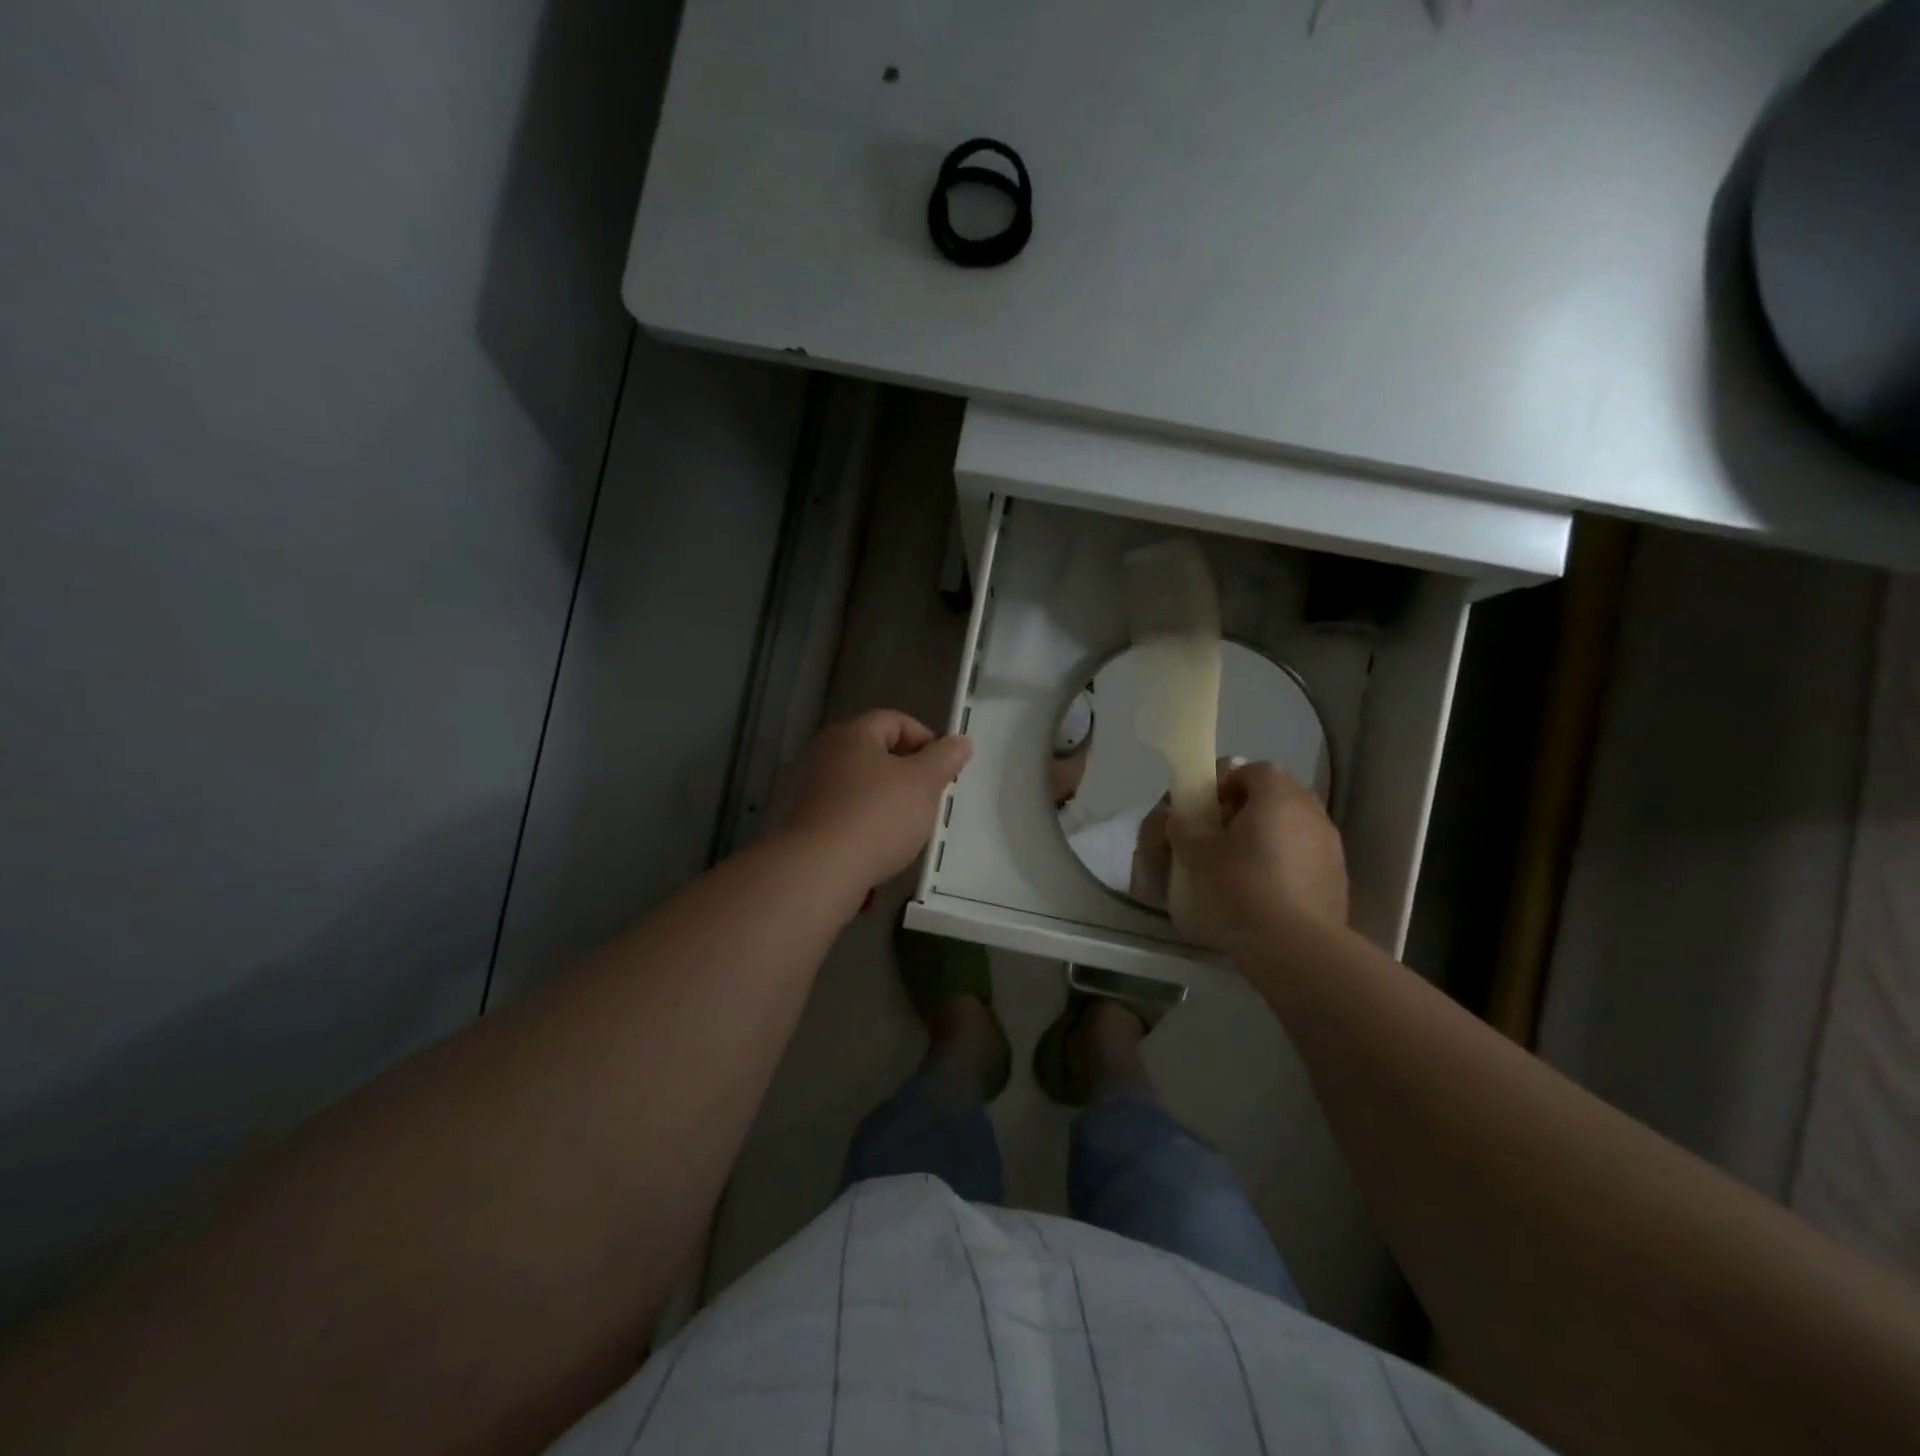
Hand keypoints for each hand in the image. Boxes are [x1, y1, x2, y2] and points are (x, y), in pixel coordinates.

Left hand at [777, 710, 972, 892]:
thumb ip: (945, 759)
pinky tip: (875, 852)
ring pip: (858, 787)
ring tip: (905, 831)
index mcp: (852, 734)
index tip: (944, 770)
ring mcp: (807, 789)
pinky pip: (841, 817)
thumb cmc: (877, 817)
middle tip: (928, 799)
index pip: (895, 720)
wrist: (817, 872)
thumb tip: (960, 742)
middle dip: (905, 774)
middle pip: (874, 753)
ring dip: (883, 803)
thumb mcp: (924, 784)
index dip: (925, 739)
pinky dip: (861, 828)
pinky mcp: (800, 824)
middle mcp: (824, 754)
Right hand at [1164, 761, 1348, 956]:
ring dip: (1268, 834)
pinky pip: (1305, 854)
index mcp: (1277, 795)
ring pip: (1293, 824)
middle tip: (1221, 833)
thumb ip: (1185, 829)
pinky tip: (1265, 889)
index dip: (1226, 782)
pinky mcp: (1338, 876)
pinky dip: (1285, 860)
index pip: (1252, 769)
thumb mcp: (1197, 856)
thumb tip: (1180, 820)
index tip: (1206, 806)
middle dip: (1248, 807)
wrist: (1297, 948)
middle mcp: (1310, 810)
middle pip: (1276, 794)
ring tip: (1241, 863)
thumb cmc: (1241, 889)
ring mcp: (1330, 844)